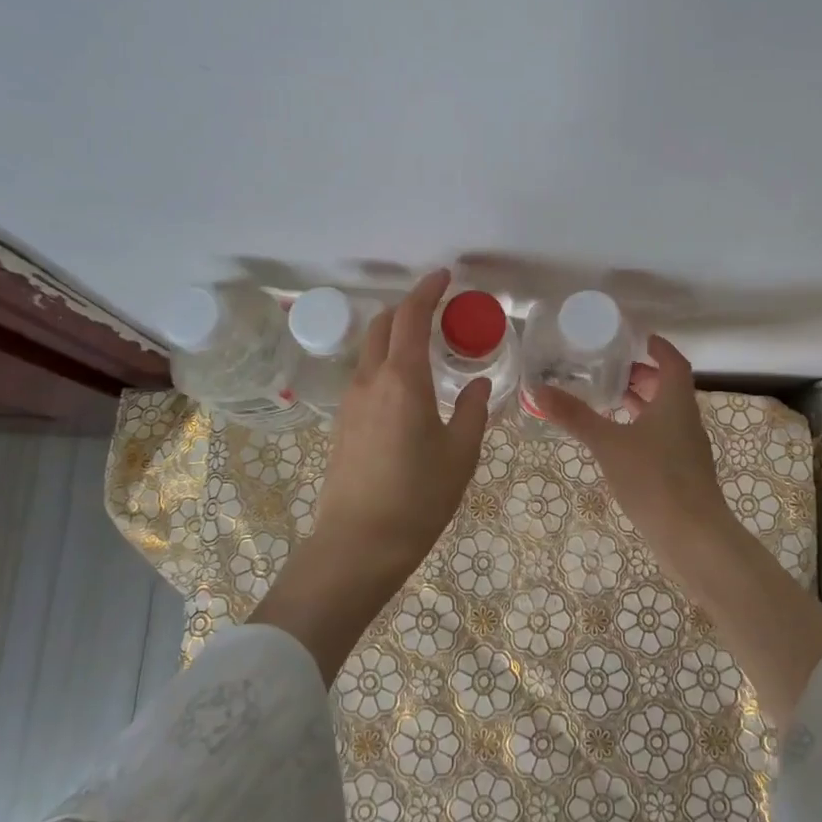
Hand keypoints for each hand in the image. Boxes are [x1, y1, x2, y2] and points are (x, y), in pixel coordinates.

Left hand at [253, 269, 489, 682]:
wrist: (358, 545)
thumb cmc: (418, 498)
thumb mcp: (460, 454)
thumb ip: (474, 411)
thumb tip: (479, 384)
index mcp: (402, 380)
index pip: (410, 317)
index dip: (427, 291)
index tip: (444, 276)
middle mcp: (370, 381)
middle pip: (381, 325)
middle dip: (406, 308)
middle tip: (436, 312)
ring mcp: (351, 402)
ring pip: (369, 350)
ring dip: (393, 336)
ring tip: (425, 349)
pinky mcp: (343, 423)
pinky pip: (365, 376)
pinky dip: (384, 363)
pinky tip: (407, 388)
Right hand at [538, 334, 821, 720]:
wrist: (694, 538)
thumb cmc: (654, 479)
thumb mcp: (608, 444)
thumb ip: (575, 416)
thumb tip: (537, 390)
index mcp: (676, 403)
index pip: (673, 363)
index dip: (658, 347)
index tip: (636, 337)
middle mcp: (686, 421)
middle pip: (668, 388)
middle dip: (642, 375)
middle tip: (608, 368)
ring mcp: (687, 449)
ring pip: (665, 415)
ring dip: (641, 403)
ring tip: (607, 400)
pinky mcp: (682, 473)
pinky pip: (662, 438)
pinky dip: (641, 429)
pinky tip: (617, 442)